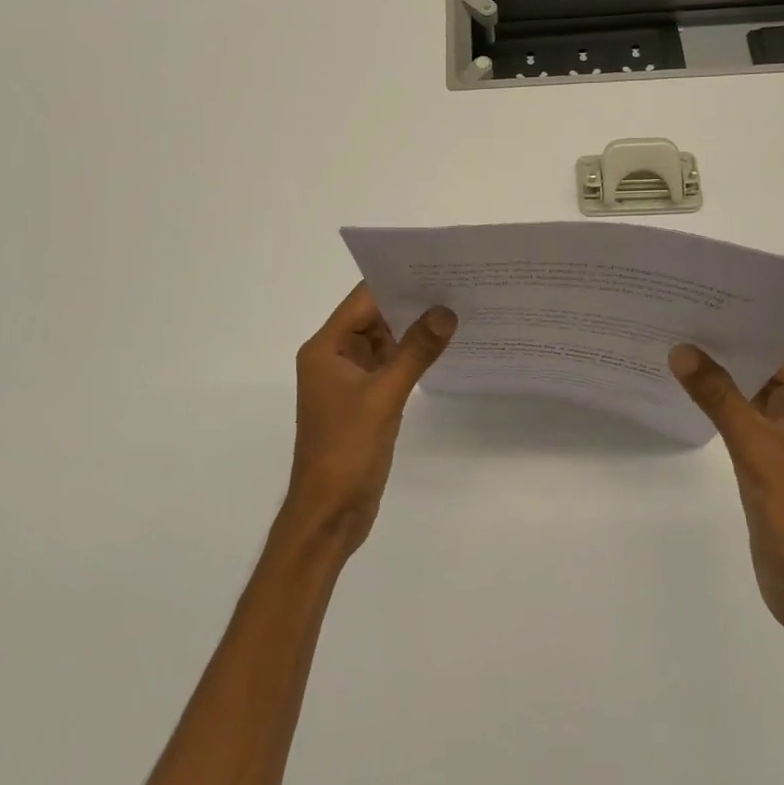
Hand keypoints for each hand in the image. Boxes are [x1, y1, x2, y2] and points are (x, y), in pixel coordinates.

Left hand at [285, 284, 456, 554]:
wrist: (329, 514)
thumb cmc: (346, 451)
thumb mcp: (384, 397)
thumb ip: (415, 352)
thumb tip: (446, 312)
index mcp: (326, 348)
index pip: (362, 300)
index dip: (396, 283)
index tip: (436, 270)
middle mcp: (334, 357)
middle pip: (374, 318)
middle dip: (411, 306)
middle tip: (456, 288)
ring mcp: (349, 381)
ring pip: (384, 343)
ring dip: (414, 333)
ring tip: (457, 313)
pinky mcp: (364, 401)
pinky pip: (389, 368)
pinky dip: (411, 359)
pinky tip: (442, 351)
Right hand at [669, 344, 783, 627]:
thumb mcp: (755, 448)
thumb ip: (718, 397)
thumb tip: (682, 351)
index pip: (783, 351)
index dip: (748, 326)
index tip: (707, 304)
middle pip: (767, 368)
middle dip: (728, 348)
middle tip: (682, 320)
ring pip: (753, 394)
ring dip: (722, 376)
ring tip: (678, 348)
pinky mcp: (771, 460)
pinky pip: (745, 419)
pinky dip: (721, 405)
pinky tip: (690, 392)